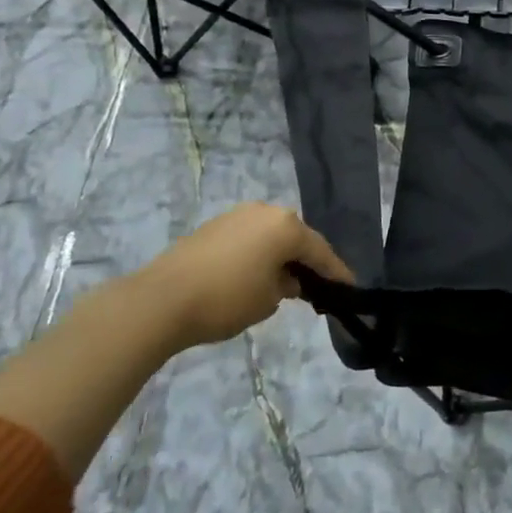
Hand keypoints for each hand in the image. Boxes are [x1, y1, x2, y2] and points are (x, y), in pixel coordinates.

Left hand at [125, 203, 354, 349]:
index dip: (336, 272)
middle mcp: (265, 211)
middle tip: (317, 284)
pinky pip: (249, 238)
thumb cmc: (226, 299)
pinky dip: (258, 253)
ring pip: (271, 235)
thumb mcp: (268, 300)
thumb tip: (286, 279)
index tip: (350, 288)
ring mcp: (237, 215)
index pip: (320, 251)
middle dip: (307, 260)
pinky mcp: (214, 226)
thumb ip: (287, 286)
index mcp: (286, 226)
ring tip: (286, 281)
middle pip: (296, 237)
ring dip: (280, 255)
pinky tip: (257, 273)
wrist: (161, 299)